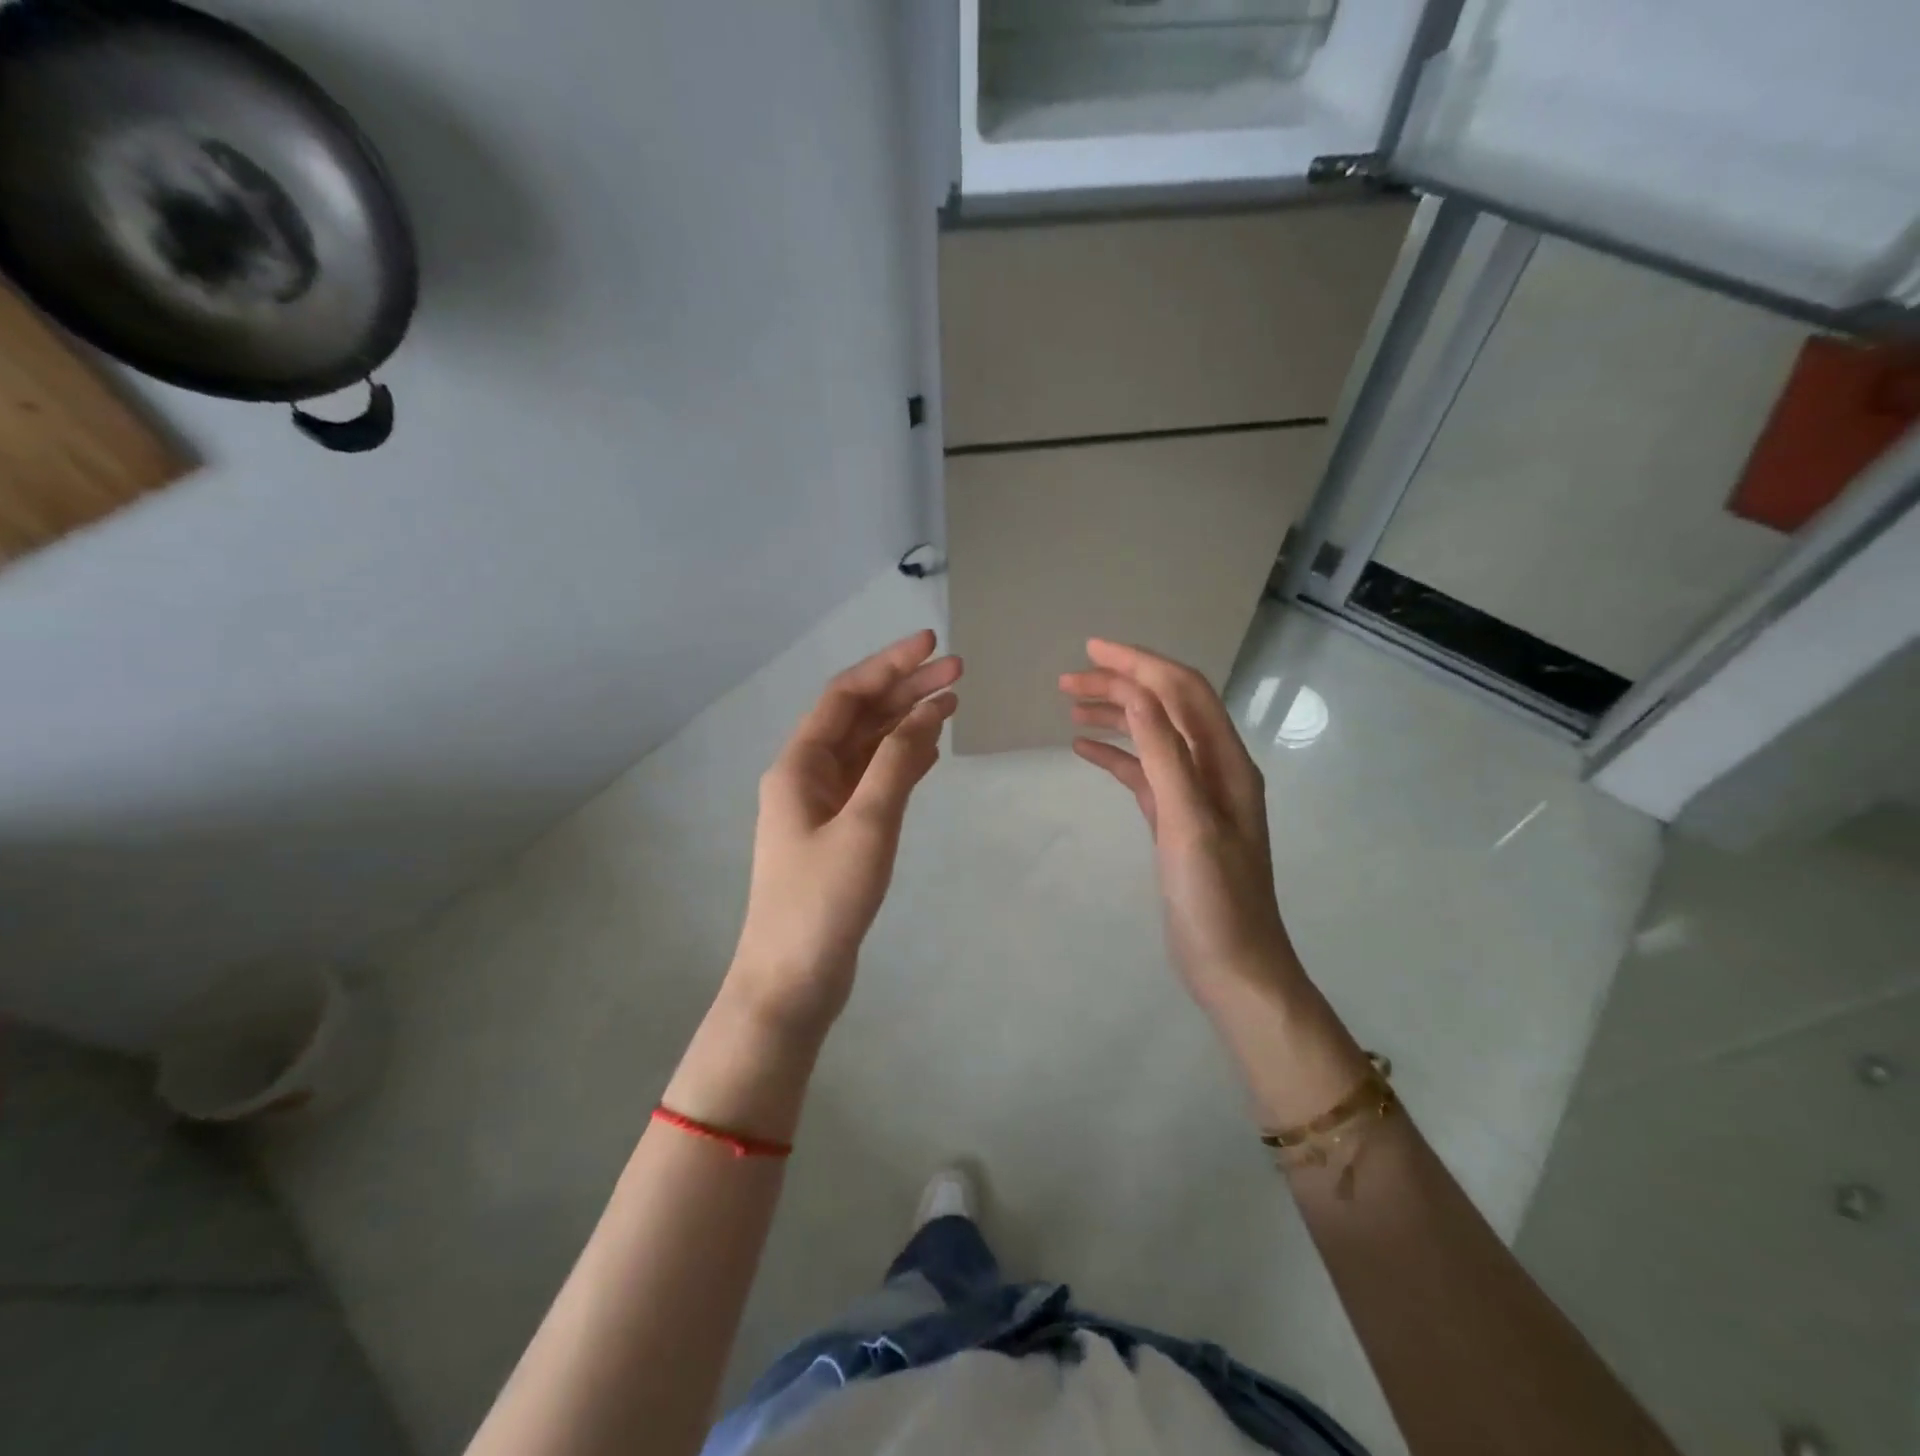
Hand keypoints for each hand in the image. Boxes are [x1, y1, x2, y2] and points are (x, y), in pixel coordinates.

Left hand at [728, 630, 960, 1036]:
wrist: (792, 980)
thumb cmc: (823, 900)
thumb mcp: (866, 824)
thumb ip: (896, 762)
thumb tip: (928, 709)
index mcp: (799, 765)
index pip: (846, 695)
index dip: (888, 665)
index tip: (931, 644)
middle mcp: (807, 775)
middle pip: (860, 717)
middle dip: (905, 691)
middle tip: (958, 672)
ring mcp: (823, 805)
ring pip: (868, 748)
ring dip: (906, 723)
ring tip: (952, 702)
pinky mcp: (841, 833)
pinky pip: (874, 781)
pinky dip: (902, 761)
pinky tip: (931, 750)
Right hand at [1061, 640, 1300, 1009]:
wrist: (1233, 965)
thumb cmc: (1214, 897)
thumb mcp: (1188, 822)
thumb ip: (1165, 755)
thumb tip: (1138, 693)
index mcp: (1225, 761)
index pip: (1182, 691)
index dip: (1140, 664)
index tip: (1092, 650)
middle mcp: (1214, 768)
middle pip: (1165, 707)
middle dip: (1120, 686)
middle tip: (1066, 682)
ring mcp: (1195, 795)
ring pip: (1151, 737)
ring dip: (1115, 716)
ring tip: (1070, 707)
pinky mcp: (1175, 819)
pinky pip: (1143, 772)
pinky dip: (1115, 756)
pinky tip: (1083, 750)